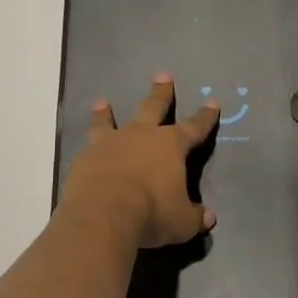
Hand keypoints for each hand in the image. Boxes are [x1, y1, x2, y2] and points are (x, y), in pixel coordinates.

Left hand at [62, 76, 219, 248]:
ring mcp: (111, 142)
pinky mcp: (86, 155)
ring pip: (110, 120)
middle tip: (162, 75)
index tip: (212, 102)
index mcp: (170, 145)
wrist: (102, 213)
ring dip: (107, 112)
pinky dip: (90, 142)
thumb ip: (195, 216)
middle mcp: (141, 135)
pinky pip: (89, 144)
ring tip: (102, 102)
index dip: (204, 116)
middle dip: (161, 92)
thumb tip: (209, 217)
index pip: (193, 127)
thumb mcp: (182, 222)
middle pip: (153, 107)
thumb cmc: (151, 213)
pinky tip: (85, 147)